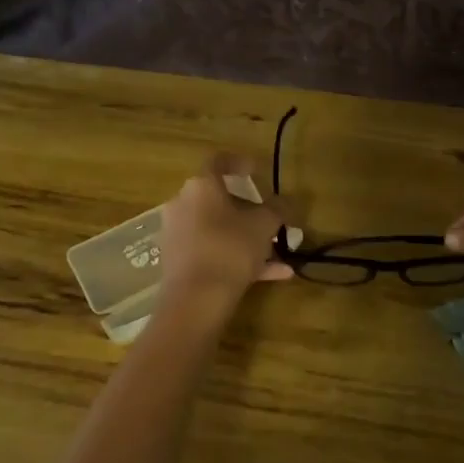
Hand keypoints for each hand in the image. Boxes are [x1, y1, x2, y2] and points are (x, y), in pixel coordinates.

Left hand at [157, 154, 293, 310]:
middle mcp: (183, 204)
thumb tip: (286, 201)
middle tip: (268, 217)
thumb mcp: (265, 226)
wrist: (195, 300)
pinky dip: (237, 258)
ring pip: (218, 228)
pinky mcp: (177, 261)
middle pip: (217, 198)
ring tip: (277, 253)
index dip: (239, 162)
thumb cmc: (231, 249)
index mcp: (201, 186)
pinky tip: (272, 275)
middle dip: (246, 208)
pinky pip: (212, 251)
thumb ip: (278, 209)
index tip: (256, 170)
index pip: (218, 162)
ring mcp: (177, 234)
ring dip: (246, 237)